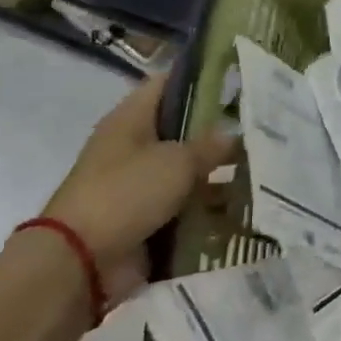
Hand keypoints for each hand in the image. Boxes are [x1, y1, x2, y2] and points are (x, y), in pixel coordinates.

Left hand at [40, 73, 238, 305]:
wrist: (80, 262)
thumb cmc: (126, 194)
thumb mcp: (176, 161)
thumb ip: (208, 145)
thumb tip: (232, 135)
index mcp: (130, 119)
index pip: (169, 83)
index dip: (202, 78)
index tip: (239, 80)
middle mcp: (132, 146)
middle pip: (181, 129)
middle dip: (217, 131)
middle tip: (259, 128)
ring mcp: (137, 184)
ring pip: (185, 169)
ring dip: (216, 173)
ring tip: (260, 169)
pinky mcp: (144, 217)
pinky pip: (183, 204)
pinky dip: (206, 206)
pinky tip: (242, 204)